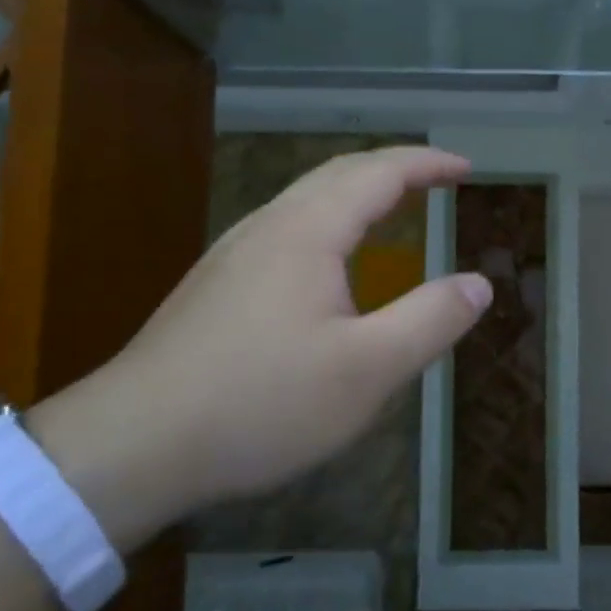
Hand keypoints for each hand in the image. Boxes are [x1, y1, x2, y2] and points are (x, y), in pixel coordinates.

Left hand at [32, 147, 490, 546]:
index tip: (466, 167)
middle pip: (338, 174)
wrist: (131, 446)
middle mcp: (267, 227)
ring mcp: (233, 255)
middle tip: (437, 180)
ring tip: (393, 210)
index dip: (427, 164)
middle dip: (394, 169)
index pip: (378, 173)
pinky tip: (330, 264)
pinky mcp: (214, 287)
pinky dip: (330, 221)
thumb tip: (479, 283)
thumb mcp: (366, 371)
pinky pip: (286, 228)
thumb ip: (430, 321)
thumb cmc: (260, 403)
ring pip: (305, 200)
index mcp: (307, 232)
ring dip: (358, 192)